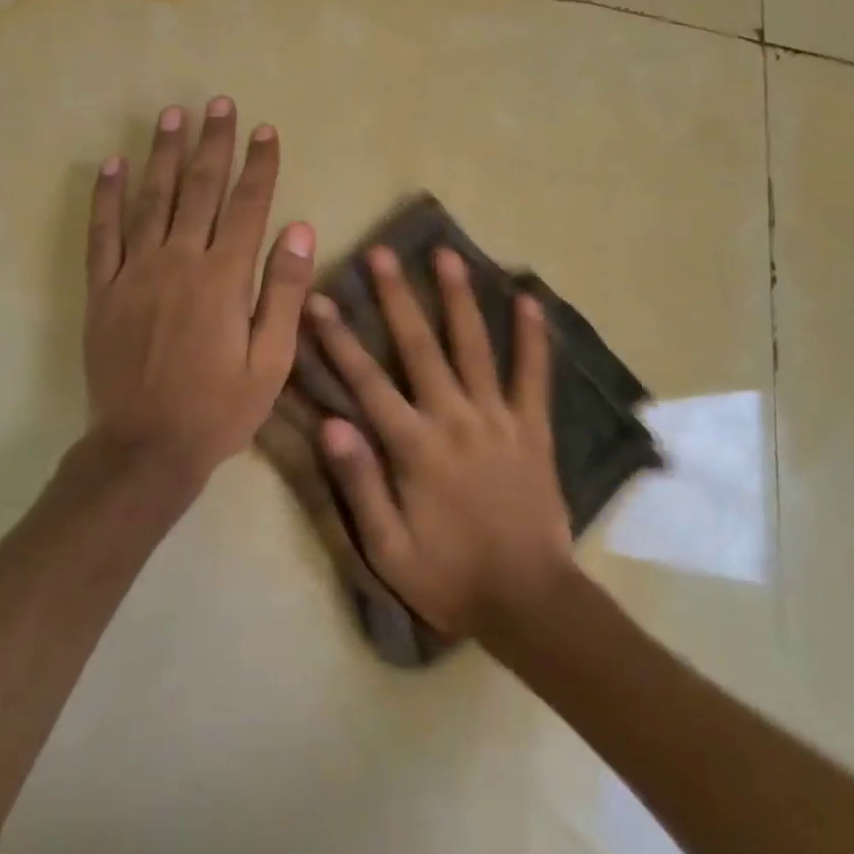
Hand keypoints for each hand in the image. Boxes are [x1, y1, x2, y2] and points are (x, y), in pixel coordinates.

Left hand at [84, 97, 315, 494]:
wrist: (146, 447)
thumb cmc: (219, 408)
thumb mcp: (271, 361)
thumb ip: (283, 292)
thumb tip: (299, 229)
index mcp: (224, 279)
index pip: (247, 206)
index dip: (259, 165)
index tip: (266, 131)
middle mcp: (179, 262)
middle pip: (198, 190)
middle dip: (212, 143)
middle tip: (218, 104)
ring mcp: (135, 273)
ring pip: (151, 200)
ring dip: (162, 154)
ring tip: (171, 115)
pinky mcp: (103, 291)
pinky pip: (102, 235)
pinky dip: (106, 198)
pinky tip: (111, 165)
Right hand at [306, 246, 574, 639]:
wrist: (528, 600)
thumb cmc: (448, 576)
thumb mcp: (387, 547)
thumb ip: (359, 483)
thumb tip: (330, 422)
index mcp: (414, 447)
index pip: (367, 381)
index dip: (339, 339)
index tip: (319, 299)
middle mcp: (455, 419)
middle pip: (420, 346)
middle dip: (396, 297)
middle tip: (381, 253)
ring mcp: (498, 419)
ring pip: (474, 346)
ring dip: (458, 298)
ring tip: (447, 254)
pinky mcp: (533, 428)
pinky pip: (534, 375)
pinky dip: (532, 337)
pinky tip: (529, 299)